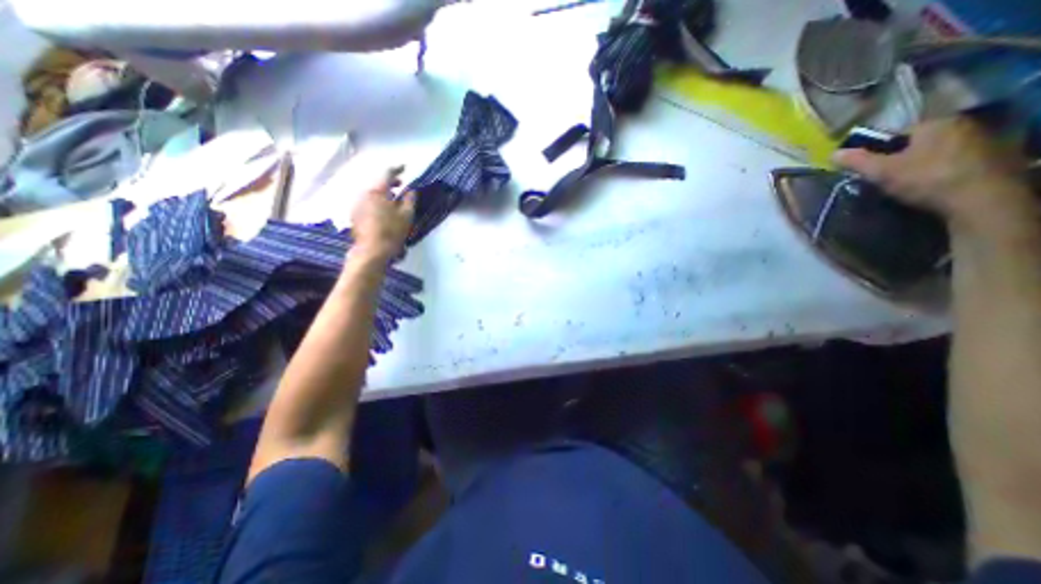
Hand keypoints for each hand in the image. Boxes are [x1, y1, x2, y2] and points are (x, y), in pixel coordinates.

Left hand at [349, 167, 414, 261]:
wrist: (371, 251)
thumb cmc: (392, 231)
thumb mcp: (406, 215)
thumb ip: (410, 200)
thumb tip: (411, 191)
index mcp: (377, 191)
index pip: (387, 174)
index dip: (397, 169)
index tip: (405, 168)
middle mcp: (364, 194)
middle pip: (378, 184)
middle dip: (390, 183)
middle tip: (401, 185)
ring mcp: (357, 205)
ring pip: (372, 194)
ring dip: (383, 194)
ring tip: (394, 200)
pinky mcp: (355, 216)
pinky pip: (367, 203)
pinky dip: (376, 202)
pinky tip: (384, 211)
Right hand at [835, 116, 1035, 236]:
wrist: (979, 198)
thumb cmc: (925, 178)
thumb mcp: (881, 171)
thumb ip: (857, 161)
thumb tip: (832, 154)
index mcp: (935, 123)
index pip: (897, 134)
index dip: (880, 151)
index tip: (872, 169)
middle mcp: (962, 125)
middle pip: (918, 143)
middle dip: (901, 159)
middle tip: (886, 178)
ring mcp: (981, 141)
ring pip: (936, 153)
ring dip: (921, 166)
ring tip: (906, 186)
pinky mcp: (992, 159)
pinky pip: (954, 163)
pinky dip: (939, 173)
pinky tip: (931, 187)